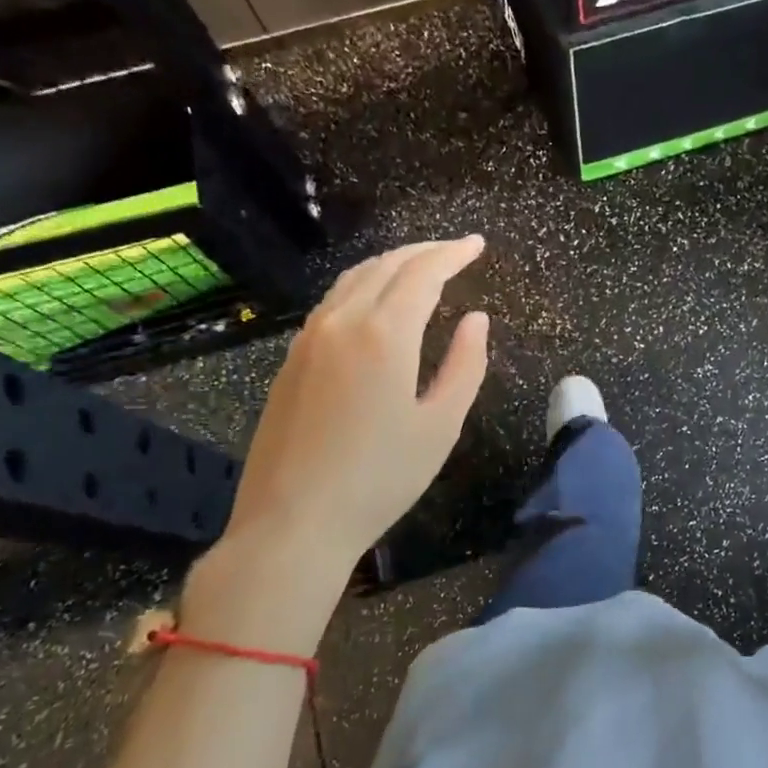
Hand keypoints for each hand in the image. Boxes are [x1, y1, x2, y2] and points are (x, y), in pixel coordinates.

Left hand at [183, 236, 489, 649]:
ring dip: (390, 264)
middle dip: (423, 251)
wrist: (293, 523)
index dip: (452, 254)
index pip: (423, 273)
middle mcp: (341, 322)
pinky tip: (376, 304)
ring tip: (419, 269)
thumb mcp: (441, 425)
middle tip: (455, 251)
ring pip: (353, 279)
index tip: (477, 244)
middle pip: (385, 265)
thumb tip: (476, 320)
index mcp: (383, 334)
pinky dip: (363, 287)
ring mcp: (308, 339)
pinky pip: (332, 303)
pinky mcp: (290, 360)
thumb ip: (465, 364)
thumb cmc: (381, 479)